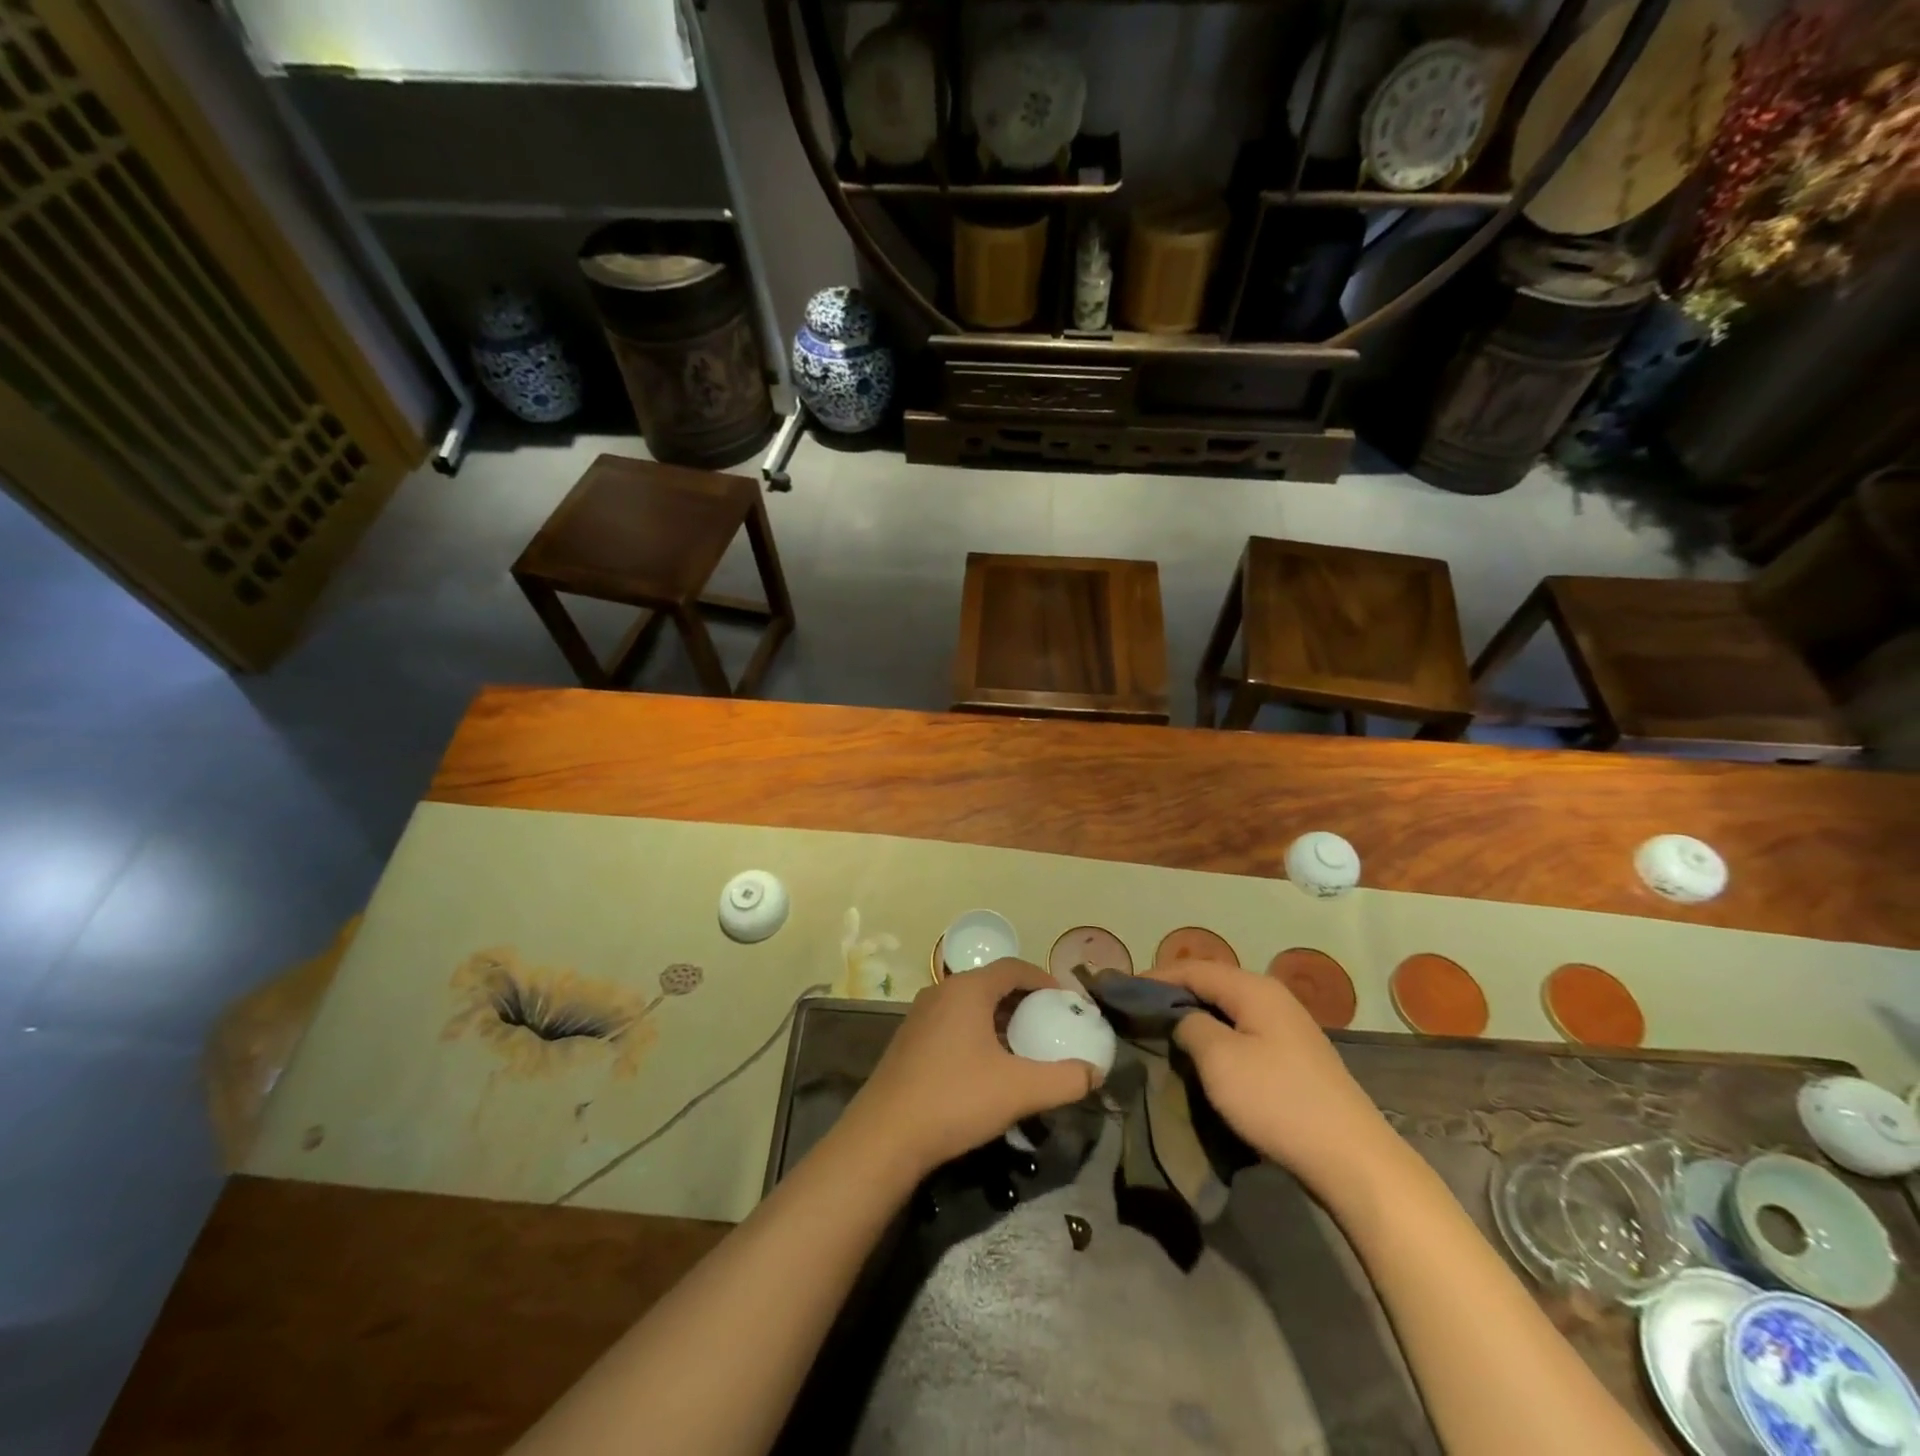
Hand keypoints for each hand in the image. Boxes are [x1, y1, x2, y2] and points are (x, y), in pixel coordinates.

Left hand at [838, 959, 1102, 1177]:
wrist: (886, 1136)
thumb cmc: (956, 1099)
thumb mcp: (1019, 1090)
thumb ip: (1064, 1080)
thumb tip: (1094, 1073)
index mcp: (967, 990)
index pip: (1013, 967)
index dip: (1043, 979)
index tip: (1065, 1001)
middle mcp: (941, 992)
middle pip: (991, 984)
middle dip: (1023, 1001)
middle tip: (1049, 1024)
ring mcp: (920, 1016)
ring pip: (970, 1005)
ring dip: (999, 1018)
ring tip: (1023, 1046)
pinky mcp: (909, 1041)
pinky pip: (952, 1023)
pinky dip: (977, 1032)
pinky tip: (987, 1067)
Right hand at [1148, 959, 1398, 1196]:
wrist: (1350, 1159)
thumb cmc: (1276, 1101)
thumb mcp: (1219, 1059)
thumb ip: (1190, 1026)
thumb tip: (1182, 1017)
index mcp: (1253, 988)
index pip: (1193, 968)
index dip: (1155, 977)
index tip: (1121, 990)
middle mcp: (1272, 997)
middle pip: (1212, 984)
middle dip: (1174, 994)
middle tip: (1139, 1011)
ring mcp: (1287, 1027)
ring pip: (1228, 1009)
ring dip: (1195, 1016)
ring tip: (1163, 1031)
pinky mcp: (1293, 1056)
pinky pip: (1243, 1032)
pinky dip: (1217, 1035)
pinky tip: (1203, 1054)